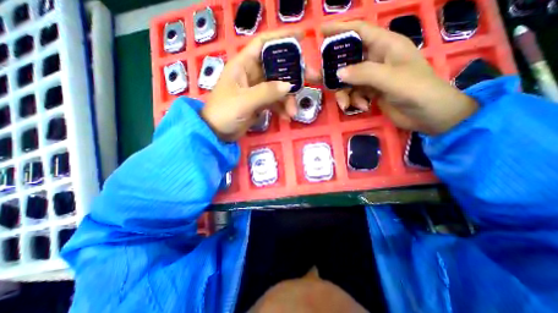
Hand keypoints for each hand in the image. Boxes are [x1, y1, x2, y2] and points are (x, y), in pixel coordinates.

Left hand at [204, 29, 319, 141]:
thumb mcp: (244, 101)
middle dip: (294, 74)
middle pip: (277, 67)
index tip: (301, 38)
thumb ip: (266, 92)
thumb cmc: (224, 112)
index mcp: (243, 65)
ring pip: (279, 87)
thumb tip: (288, 87)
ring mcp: (257, 89)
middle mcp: (252, 74)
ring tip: (293, 112)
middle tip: (312, 79)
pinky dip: (282, 108)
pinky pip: (275, 101)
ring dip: (288, 99)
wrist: (217, 132)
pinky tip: (287, 117)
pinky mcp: (260, 103)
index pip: (263, 44)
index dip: (281, 38)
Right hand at [324, 19, 479, 135]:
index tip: (321, 33)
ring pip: (348, 81)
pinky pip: (353, 93)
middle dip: (335, 71)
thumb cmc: (417, 91)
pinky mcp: (370, 91)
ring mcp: (372, 77)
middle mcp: (376, 59)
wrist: (428, 115)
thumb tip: (338, 73)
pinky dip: (353, 101)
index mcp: (385, 46)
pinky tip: (362, 107)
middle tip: (319, 79)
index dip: (341, 29)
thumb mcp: (391, 79)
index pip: (360, 31)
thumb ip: (364, 74)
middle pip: (348, 60)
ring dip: (345, 94)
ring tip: (347, 105)